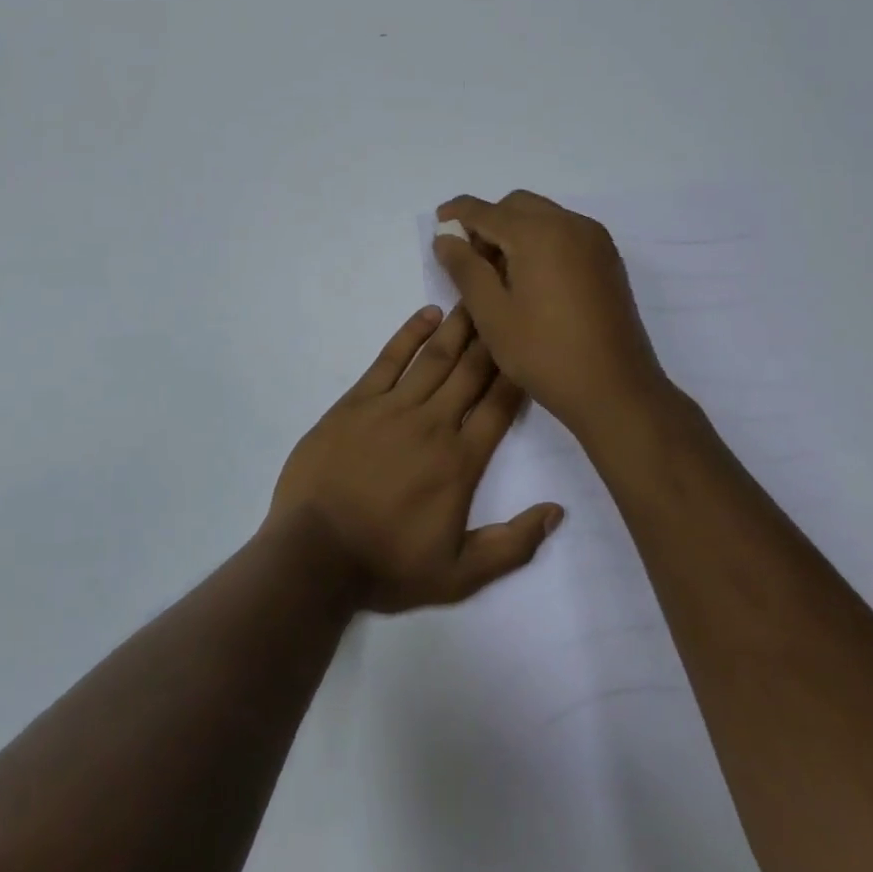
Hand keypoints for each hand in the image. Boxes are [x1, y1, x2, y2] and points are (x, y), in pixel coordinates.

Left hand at [267, 305, 563, 613]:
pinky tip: (426, 314)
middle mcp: (432, 424)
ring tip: (476, 296)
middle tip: (508, 300)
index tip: (530, 343)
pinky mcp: (356, 402)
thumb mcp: (459, 575)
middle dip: (493, 336)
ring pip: (435, 357)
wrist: (315, 555)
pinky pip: (388, 360)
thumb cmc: (387, 565)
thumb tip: (557, 511)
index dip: (517, 373)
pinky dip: (409, 334)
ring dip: (458, 326)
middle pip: (471, 371)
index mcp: (460, 461)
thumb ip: (512, 545)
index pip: (499, 406)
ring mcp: (392, 407)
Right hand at [432, 191, 672, 437]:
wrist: (616, 391)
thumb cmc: (544, 354)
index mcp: (538, 233)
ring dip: (514, 230)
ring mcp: (594, 241)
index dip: (457, 213)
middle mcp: (570, 224)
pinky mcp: (607, 259)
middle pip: (517, 205)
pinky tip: (530, 278)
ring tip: (497, 273)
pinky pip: (564, 232)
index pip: (486, 211)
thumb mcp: (491, 314)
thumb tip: (445, 236)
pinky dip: (540, 240)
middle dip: (488, 221)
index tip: (438, 222)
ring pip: (543, 216)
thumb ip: (464, 268)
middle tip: (467, 257)